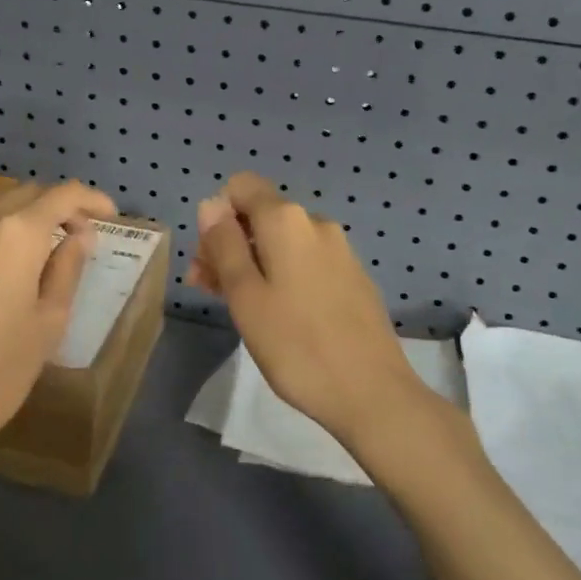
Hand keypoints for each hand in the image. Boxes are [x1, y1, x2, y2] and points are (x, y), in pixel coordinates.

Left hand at [0, 180, 117, 455]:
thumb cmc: (3, 369)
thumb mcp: (51, 319)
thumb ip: (67, 267)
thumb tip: (79, 236)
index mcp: (16, 235)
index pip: (61, 195)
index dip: (90, 199)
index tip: (108, 214)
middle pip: (23, 193)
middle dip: (55, 205)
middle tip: (76, 232)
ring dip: (17, 214)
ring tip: (35, 242)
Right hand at [186, 172, 427, 447]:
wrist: (373, 393)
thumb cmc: (296, 345)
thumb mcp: (245, 296)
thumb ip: (224, 245)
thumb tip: (211, 204)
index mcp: (287, 220)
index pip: (242, 186)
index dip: (217, 214)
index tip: (208, 258)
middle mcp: (317, 223)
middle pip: (261, 215)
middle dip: (229, 243)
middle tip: (207, 289)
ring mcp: (340, 251)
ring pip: (282, 242)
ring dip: (252, 262)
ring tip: (235, 306)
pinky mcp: (353, 278)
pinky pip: (306, 262)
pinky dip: (281, 276)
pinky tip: (276, 314)